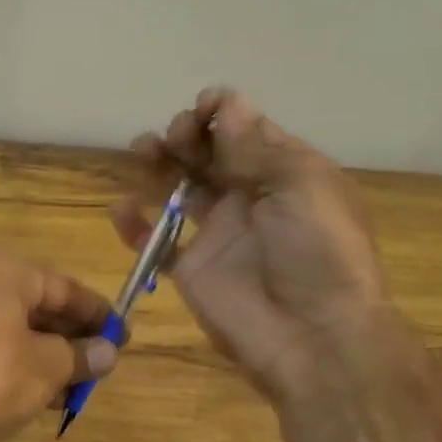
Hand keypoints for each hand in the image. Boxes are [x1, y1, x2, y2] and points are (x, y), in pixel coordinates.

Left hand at [0, 246, 118, 441]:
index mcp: (0, 269)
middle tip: (103, 361)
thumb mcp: (48, 367)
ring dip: (49, 354)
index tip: (123, 335)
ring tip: (80, 384)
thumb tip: (109, 352)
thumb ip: (83, 354)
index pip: (63, 286)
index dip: (97, 313)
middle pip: (37, 305)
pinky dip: (20, 362)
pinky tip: (45, 393)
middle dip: (72, 336)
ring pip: (15, 328)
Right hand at [113, 88, 390, 403]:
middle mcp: (250, 197)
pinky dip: (135, 225)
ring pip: (179, 188)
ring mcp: (219, 233)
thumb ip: (256, 147)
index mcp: (285, 174)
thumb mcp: (300, 187)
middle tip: (176, 135)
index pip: (247, 131)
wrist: (314, 338)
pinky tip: (122, 208)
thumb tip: (228, 103)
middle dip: (188, 134)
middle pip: (209, 154)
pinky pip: (156, 242)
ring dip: (159, 164)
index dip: (222, 113)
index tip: (202, 108)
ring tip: (142, 150)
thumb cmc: (318, 252)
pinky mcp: (191, 268)